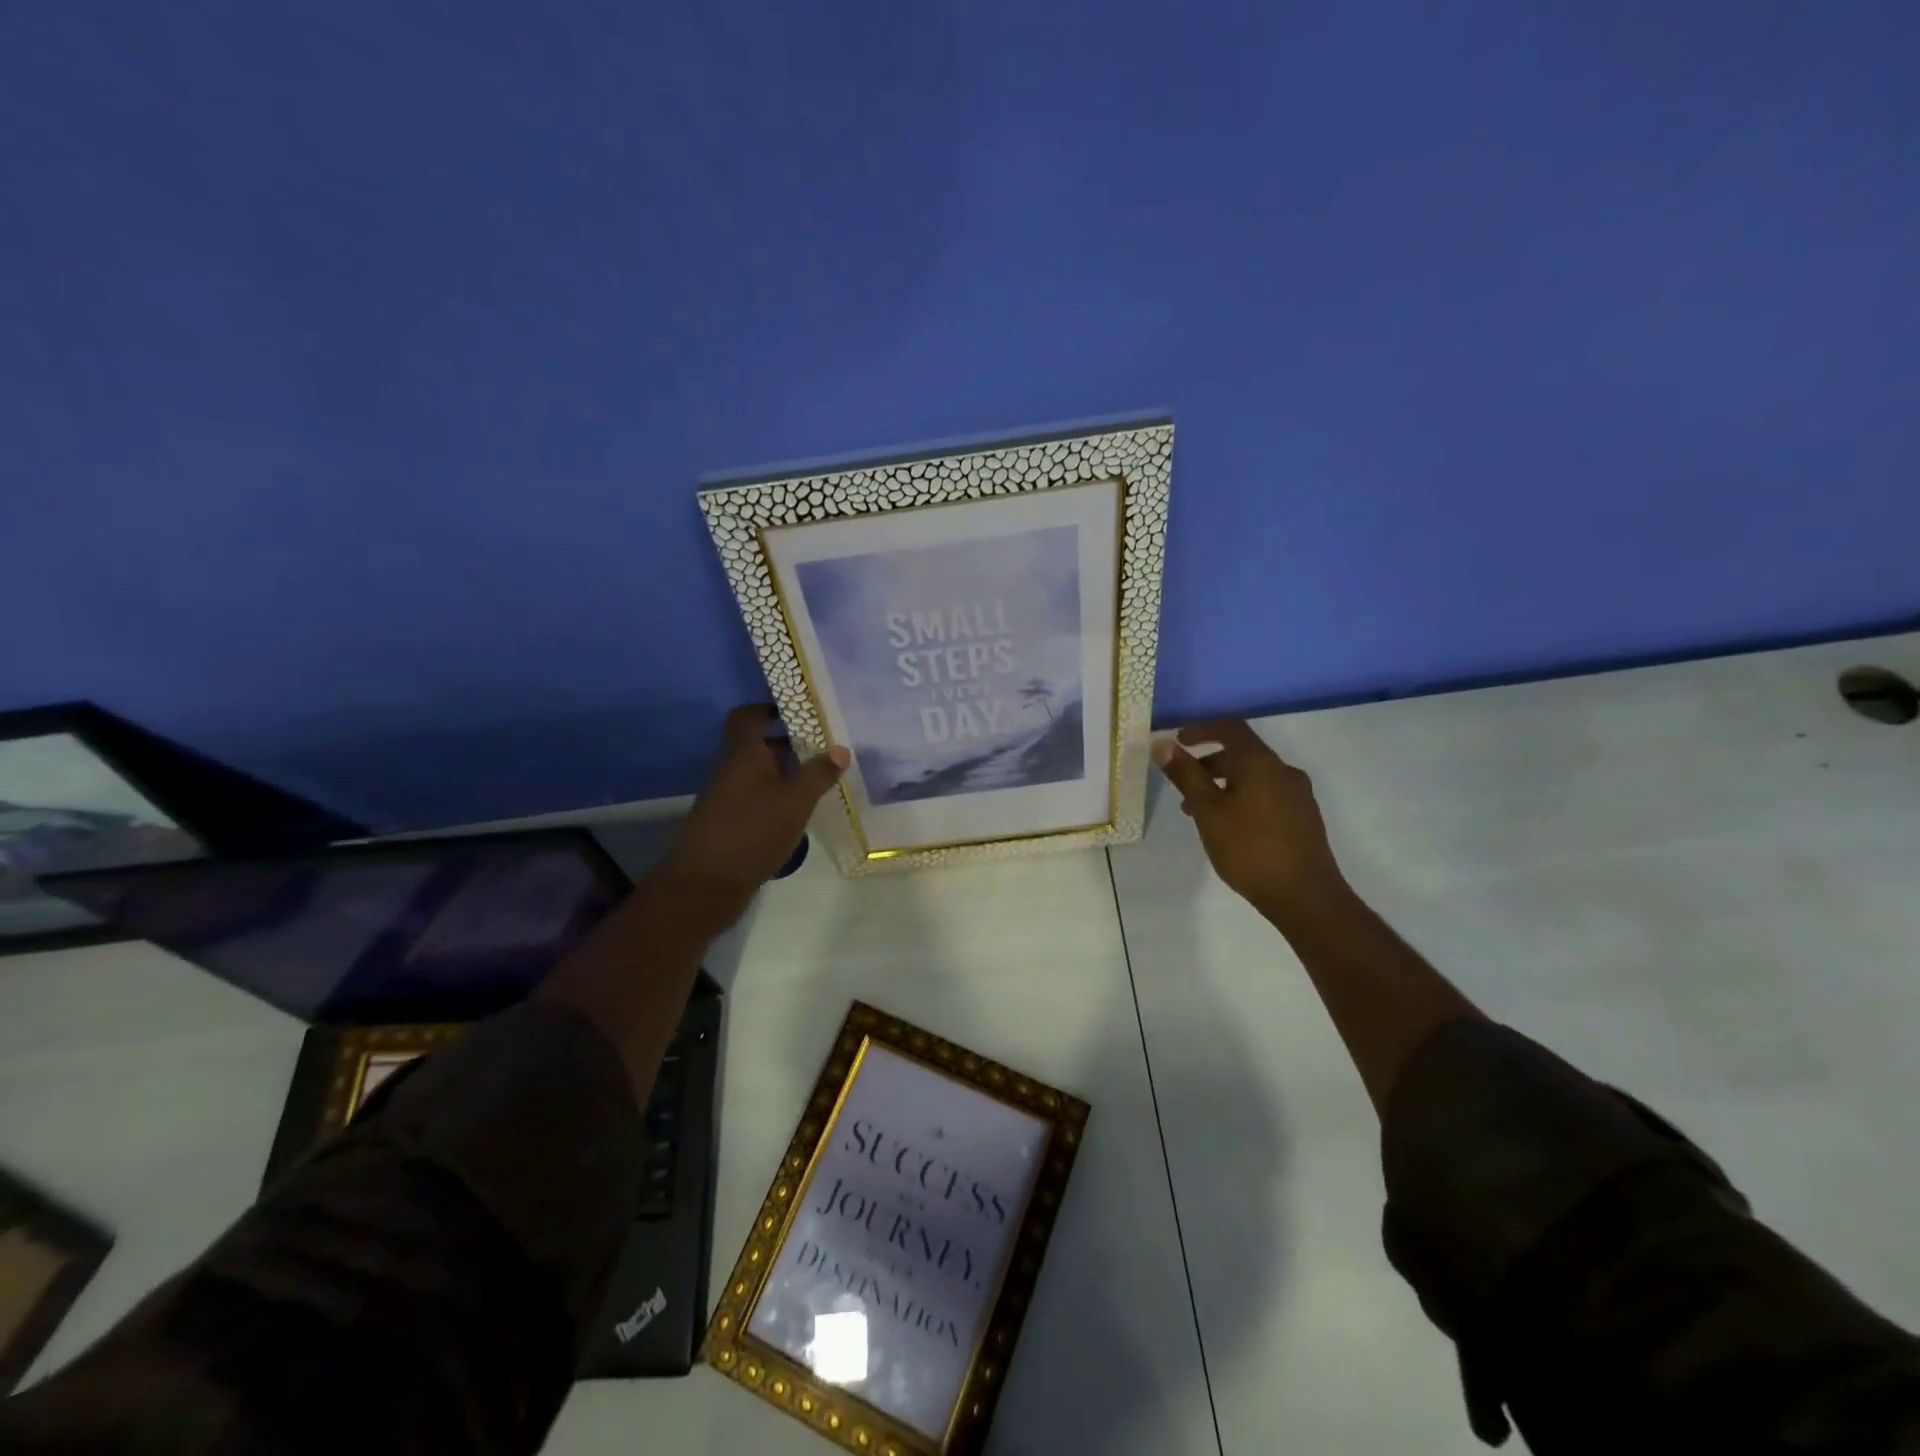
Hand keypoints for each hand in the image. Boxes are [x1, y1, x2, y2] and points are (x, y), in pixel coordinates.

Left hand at [664, 704, 848, 898]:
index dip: (768, 708)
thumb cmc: (752, 830)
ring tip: (819, 779)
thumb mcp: (795, 801)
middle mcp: (731, 770)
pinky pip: (756, 799)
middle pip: (756, 746)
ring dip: (784, 774)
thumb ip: (819, 774)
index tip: (797, 711)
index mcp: (743, 754)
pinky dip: (776, 799)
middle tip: (822, 747)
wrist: (706, 884)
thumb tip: (841, 748)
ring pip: (758, 775)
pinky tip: (799, 812)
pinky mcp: (729, 825)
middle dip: (787, 744)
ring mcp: (727, 799)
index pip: (747, 716)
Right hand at [1152, 719, 1346, 920]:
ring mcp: (1298, 794)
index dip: (1201, 729)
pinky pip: (1267, 794)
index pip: (1230, 728)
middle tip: (1183, 784)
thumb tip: (1162, 743)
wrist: (1305, 896)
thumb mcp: (1207, 811)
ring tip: (1199, 812)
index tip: (1178, 741)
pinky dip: (1242, 797)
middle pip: (1242, 753)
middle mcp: (1283, 770)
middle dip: (1209, 763)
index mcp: (1260, 762)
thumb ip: (1185, 775)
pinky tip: (1230, 827)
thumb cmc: (1249, 848)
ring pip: (1254, 776)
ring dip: (1224, 784)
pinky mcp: (1304, 817)